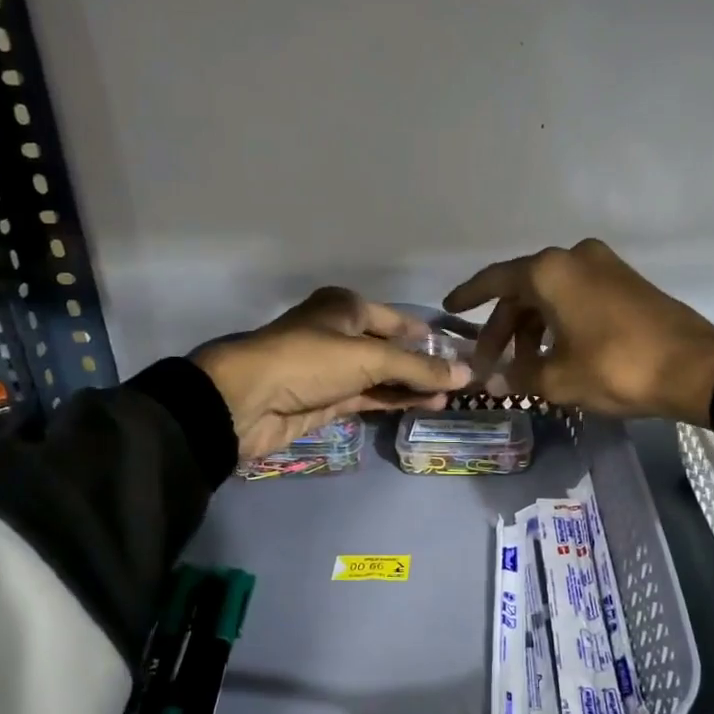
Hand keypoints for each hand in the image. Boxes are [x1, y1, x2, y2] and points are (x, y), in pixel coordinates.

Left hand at [193, 287, 472, 460]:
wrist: (247, 401)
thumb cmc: (309, 361)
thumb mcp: (369, 359)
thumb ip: (418, 369)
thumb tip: (466, 375)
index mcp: (346, 307)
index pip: (397, 320)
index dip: (427, 336)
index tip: (460, 352)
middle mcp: (340, 333)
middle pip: (391, 349)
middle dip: (423, 364)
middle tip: (462, 381)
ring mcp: (333, 369)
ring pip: (382, 376)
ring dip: (412, 386)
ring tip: (451, 398)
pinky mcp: (328, 400)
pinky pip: (369, 398)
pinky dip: (394, 401)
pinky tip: (423, 406)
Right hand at [443, 239, 713, 425]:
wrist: (694, 368)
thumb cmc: (616, 367)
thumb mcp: (558, 378)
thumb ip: (518, 376)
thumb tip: (493, 381)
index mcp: (550, 271)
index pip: (495, 280)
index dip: (468, 296)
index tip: (449, 309)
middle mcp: (574, 257)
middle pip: (523, 291)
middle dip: (503, 328)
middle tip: (489, 363)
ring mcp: (604, 266)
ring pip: (551, 296)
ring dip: (532, 329)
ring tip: (525, 368)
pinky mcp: (626, 282)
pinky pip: (577, 297)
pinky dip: (559, 322)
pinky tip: (556, 354)